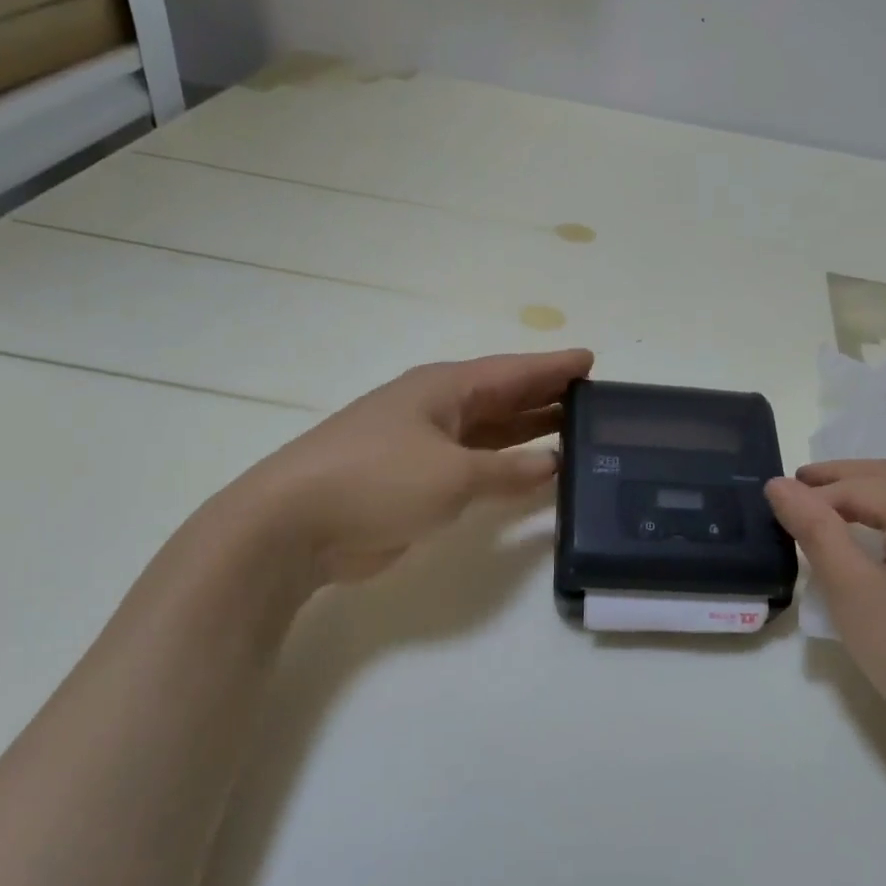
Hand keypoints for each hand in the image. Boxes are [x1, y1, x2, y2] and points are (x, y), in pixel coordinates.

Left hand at [228, 349, 593, 589]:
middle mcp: (436, 409)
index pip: (513, 371)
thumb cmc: (378, 481)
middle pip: (503, 397)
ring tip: (574, 431)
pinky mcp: (414, 480)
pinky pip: (474, 465)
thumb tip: (551, 464)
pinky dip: (503, 466)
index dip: (553, 367)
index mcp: (444, 389)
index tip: (591, 360)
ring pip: (489, 432)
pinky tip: (530, 473)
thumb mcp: (454, 475)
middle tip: (593, 399)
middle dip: (546, 397)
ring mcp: (423, 445)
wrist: (293, 525)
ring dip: (528, 431)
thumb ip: (508, 471)